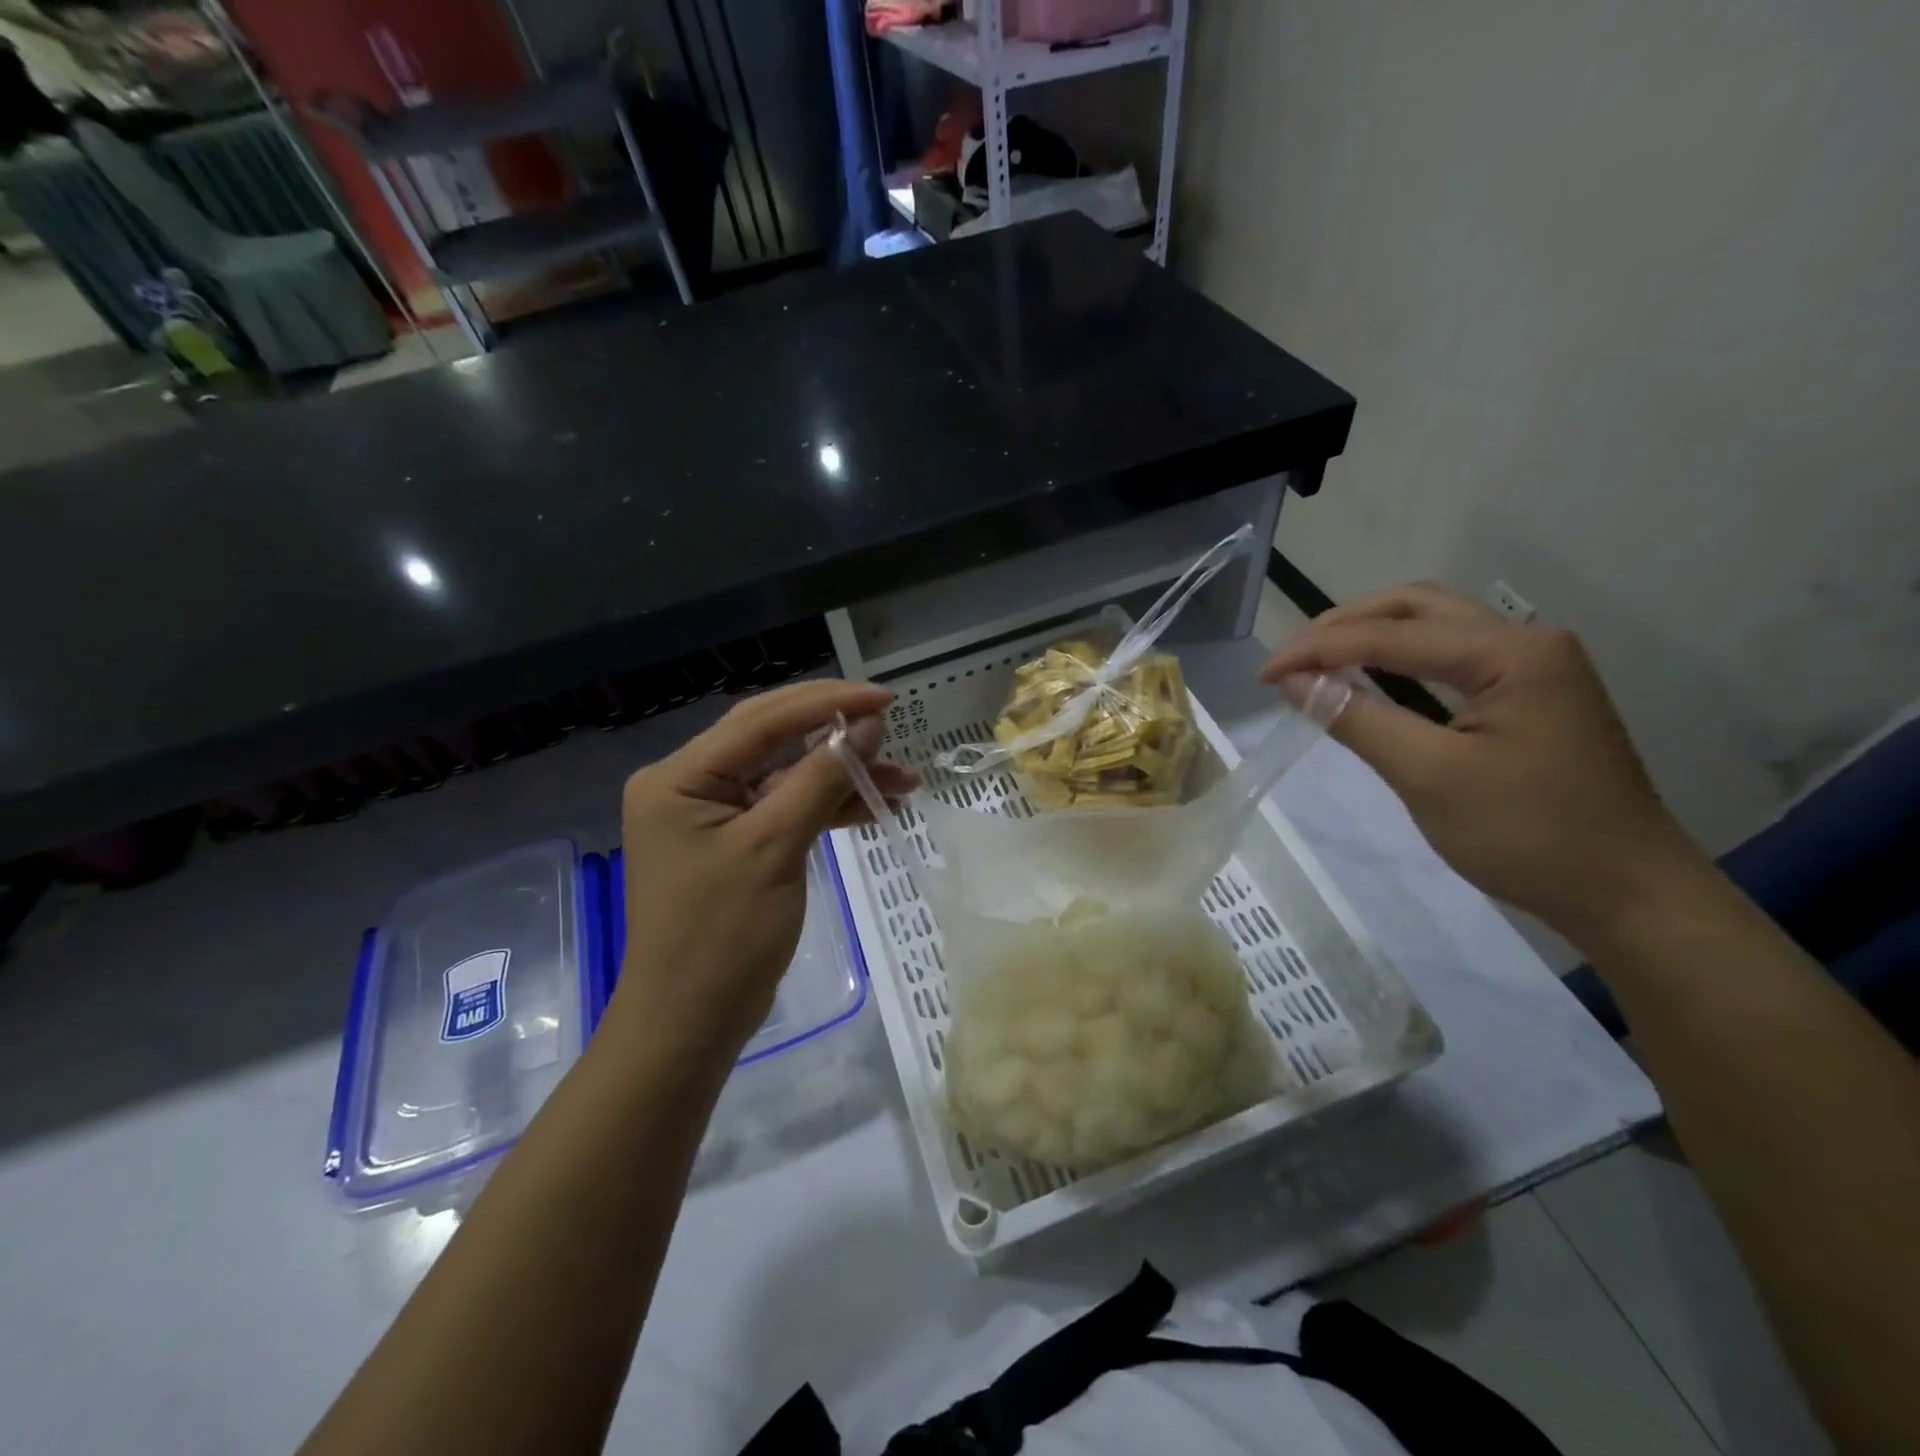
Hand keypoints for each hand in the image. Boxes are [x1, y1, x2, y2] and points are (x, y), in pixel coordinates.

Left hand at [611, 680, 915, 1060]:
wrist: (690, 1024)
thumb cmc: (723, 937)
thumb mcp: (775, 848)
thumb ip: (819, 779)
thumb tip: (865, 726)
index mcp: (680, 777)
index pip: (760, 721)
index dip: (825, 703)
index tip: (883, 698)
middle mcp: (691, 786)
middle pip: (772, 739)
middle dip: (835, 735)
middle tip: (891, 726)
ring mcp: (714, 816)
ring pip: (787, 776)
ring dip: (841, 776)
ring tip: (903, 779)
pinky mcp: (736, 844)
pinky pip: (787, 810)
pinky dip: (828, 808)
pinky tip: (876, 806)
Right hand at [1262, 584, 1704, 941]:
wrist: (1628, 895)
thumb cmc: (1528, 835)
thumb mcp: (1429, 776)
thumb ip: (1356, 718)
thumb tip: (1293, 681)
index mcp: (1511, 652)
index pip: (1391, 634)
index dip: (1319, 650)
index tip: (1263, 676)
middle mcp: (1526, 642)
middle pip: (1416, 608)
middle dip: (1343, 626)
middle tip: (1290, 659)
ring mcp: (1533, 668)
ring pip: (1434, 628)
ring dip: (1370, 637)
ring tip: (1317, 663)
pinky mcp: (1529, 696)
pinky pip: (1449, 659)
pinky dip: (1398, 662)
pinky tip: (1368, 680)